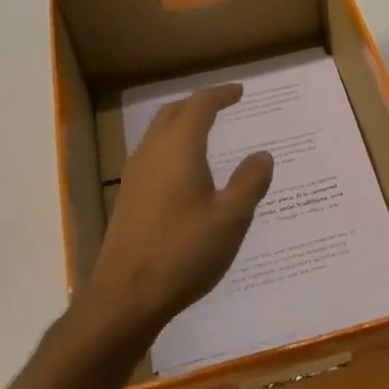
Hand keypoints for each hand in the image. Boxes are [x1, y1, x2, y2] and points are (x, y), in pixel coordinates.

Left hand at [83, 84, 273, 344]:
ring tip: (206, 133)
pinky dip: (172, 148)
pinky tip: (186, 172)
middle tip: (222, 105)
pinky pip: (152, 156)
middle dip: (198, 105)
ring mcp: (134, 176)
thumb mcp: (231, 218)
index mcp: (178, 148)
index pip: (200, 106)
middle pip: (173, 114)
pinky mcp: (128, 198)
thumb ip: (250, 182)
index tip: (240, 92)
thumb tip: (262, 155)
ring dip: (182, 126)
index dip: (221, 95)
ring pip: (158, 135)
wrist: (126, 296)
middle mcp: (151, 153)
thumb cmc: (184, 252)